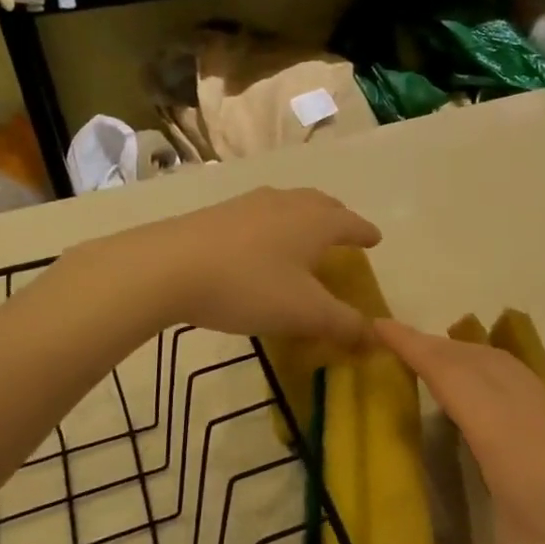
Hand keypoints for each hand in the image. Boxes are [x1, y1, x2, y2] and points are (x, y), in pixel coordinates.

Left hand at [109, 188, 381, 346]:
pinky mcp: (218, 213)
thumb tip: (377, 339)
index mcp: (315, 222)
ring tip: (304, 235)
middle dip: (338, 217)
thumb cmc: (249, 286)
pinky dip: (274, 224)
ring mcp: (249, 204)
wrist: (168, 267)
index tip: (376, 239)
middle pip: (321, 204)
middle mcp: (287, 203)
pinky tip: (260, 244)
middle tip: (344, 232)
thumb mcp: (304, 313)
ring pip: (289, 204)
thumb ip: (344, 325)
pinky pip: (260, 213)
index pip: (351, 223)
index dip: (365, 233)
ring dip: (304, 217)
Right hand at [375, 321, 544, 543]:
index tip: (374, 324)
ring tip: (435, 371)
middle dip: (431, 345)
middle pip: (475, 359)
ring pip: (504, 368)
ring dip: (465, 357)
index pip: (449, 373)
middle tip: (391, 350)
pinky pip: (525, 385)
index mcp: (508, 436)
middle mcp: (534, 414)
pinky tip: (496, 413)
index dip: (409, 345)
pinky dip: (493, 377)